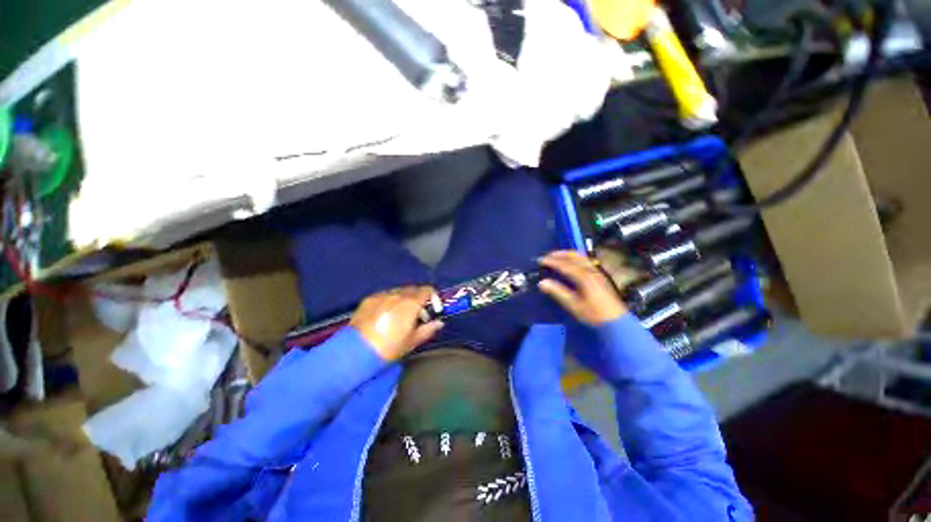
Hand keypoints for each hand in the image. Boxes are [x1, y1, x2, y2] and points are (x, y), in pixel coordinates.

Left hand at [350, 286, 443, 360]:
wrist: (356, 351)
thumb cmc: (390, 347)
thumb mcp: (412, 341)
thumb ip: (428, 329)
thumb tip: (439, 323)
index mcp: (411, 303)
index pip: (427, 290)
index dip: (434, 297)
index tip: (434, 309)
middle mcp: (397, 295)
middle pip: (413, 289)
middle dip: (419, 298)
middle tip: (418, 314)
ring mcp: (381, 295)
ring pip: (399, 291)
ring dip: (405, 299)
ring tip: (401, 314)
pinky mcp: (369, 299)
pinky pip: (385, 295)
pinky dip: (390, 301)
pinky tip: (386, 314)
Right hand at [538, 250, 632, 325]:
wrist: (616, 322)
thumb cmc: (594, 314)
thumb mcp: (574, 305)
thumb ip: (558, 292)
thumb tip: (542, 283)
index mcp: (584, 277)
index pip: (565, 265)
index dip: (552, 261)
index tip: (541, 260)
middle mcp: (591, 271)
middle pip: (574, 256)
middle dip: (560, 254)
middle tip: (548, 256)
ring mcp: (597, 272)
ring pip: (581, 257)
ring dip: (567, 255)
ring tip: (557, 257)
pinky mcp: (600, 276)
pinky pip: (585, 261)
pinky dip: (575, 259)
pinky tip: (571, 264)